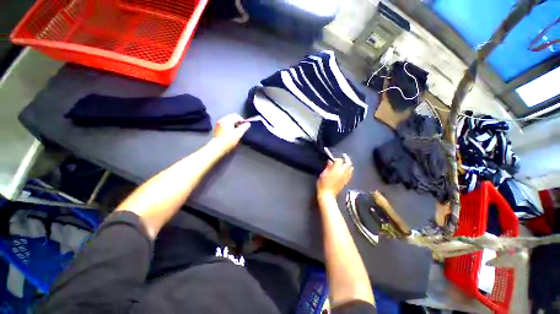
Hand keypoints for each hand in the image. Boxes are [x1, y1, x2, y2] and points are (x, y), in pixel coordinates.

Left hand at [212, 113, 250, 152]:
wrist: (217, 148)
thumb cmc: (229, 140)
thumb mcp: (238, 134)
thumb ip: (244, 128)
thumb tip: (248, 123)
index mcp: (227, 120)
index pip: (237, 116)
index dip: (242, 120)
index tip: (245, 126)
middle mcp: (222, 120)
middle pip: (232, 117)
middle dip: (238, 121)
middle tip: (241, 128)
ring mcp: (219, 124)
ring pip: (228, 120)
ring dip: (233, 123)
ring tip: (237, 130)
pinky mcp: (217, 128)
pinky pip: (225, 123)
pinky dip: (229, 125)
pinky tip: (231, 132)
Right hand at [317, 154, 352, 198]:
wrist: (327, 195)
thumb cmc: (323, 184)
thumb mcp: (323, 174)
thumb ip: (328, 166)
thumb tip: (330, 161)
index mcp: (336, 170)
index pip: (339, 160)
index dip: (336, 158)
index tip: (332, 160)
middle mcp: (342, 172)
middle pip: (348, 163)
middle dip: (346, 159)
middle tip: (343, 157)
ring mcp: (345, 177)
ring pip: (351, 168)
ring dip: (348, 164)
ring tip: (344, 163)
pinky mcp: (346, 181)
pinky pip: (350, 173)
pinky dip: (349, 170)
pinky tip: (345, 170)